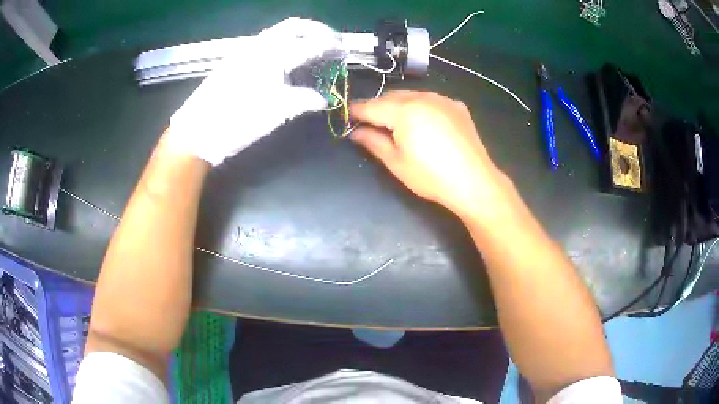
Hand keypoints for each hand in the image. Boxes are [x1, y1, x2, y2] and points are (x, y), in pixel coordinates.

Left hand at [169, 18, 342, 165]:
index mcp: (274, 55)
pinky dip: (283, 42)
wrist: (198, 130)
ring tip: (313, 46)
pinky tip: (286, 57)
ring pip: (278, 31)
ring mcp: (245, 49)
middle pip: (295, 25)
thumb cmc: (239, 120)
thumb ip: (305, 100)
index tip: (344, 51)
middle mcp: (260, 45)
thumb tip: (323, 99)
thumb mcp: (277, 112)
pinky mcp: (235, 58)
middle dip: (318, 29)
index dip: (331, 46)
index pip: (311, 43)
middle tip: (332, 40)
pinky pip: (265, 41)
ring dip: (300, 34)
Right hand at [350, 91, 512, 222]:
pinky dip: (420, 106)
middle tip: (371, 124)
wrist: (474, 182)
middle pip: (390, 96)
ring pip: (411, 95)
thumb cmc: (431, 176)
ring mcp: (442, 99)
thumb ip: (373, 142)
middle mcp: (422, 97)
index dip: (356, 110)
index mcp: (404, 110)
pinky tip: (423, 123)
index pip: (371, 105)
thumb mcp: (396, 162)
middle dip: (377, 107)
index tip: (347, 115)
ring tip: (397, 124)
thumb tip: (355, 132)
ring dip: (398, 105)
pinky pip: (430, 99)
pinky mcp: (456, 106)